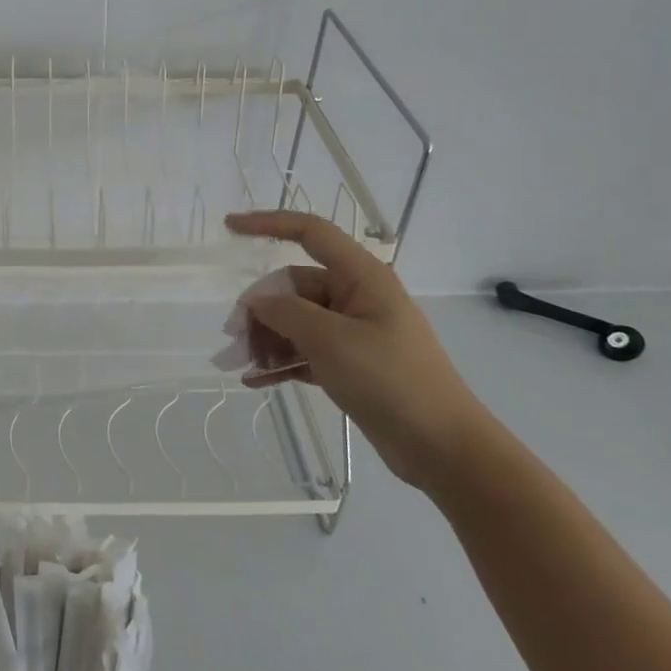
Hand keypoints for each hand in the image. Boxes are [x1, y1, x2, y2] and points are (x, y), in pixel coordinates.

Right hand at [226, 210, 492, 492]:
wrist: (442, 447)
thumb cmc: (390, 380)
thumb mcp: (330, 341)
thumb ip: (285, 313)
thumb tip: (256, 302)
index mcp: (361, 277)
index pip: (310, 232)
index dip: (268, 223)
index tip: (229, 226)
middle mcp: (356, 297)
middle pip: (294, 287)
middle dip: (261, 310)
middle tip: (235, 339)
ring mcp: (354, 332)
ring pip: (296, 322)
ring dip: (267, 339)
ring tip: (244, 366)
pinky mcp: (350, 364)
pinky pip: (305, 351)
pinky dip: (282, 362)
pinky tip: (256, 380)